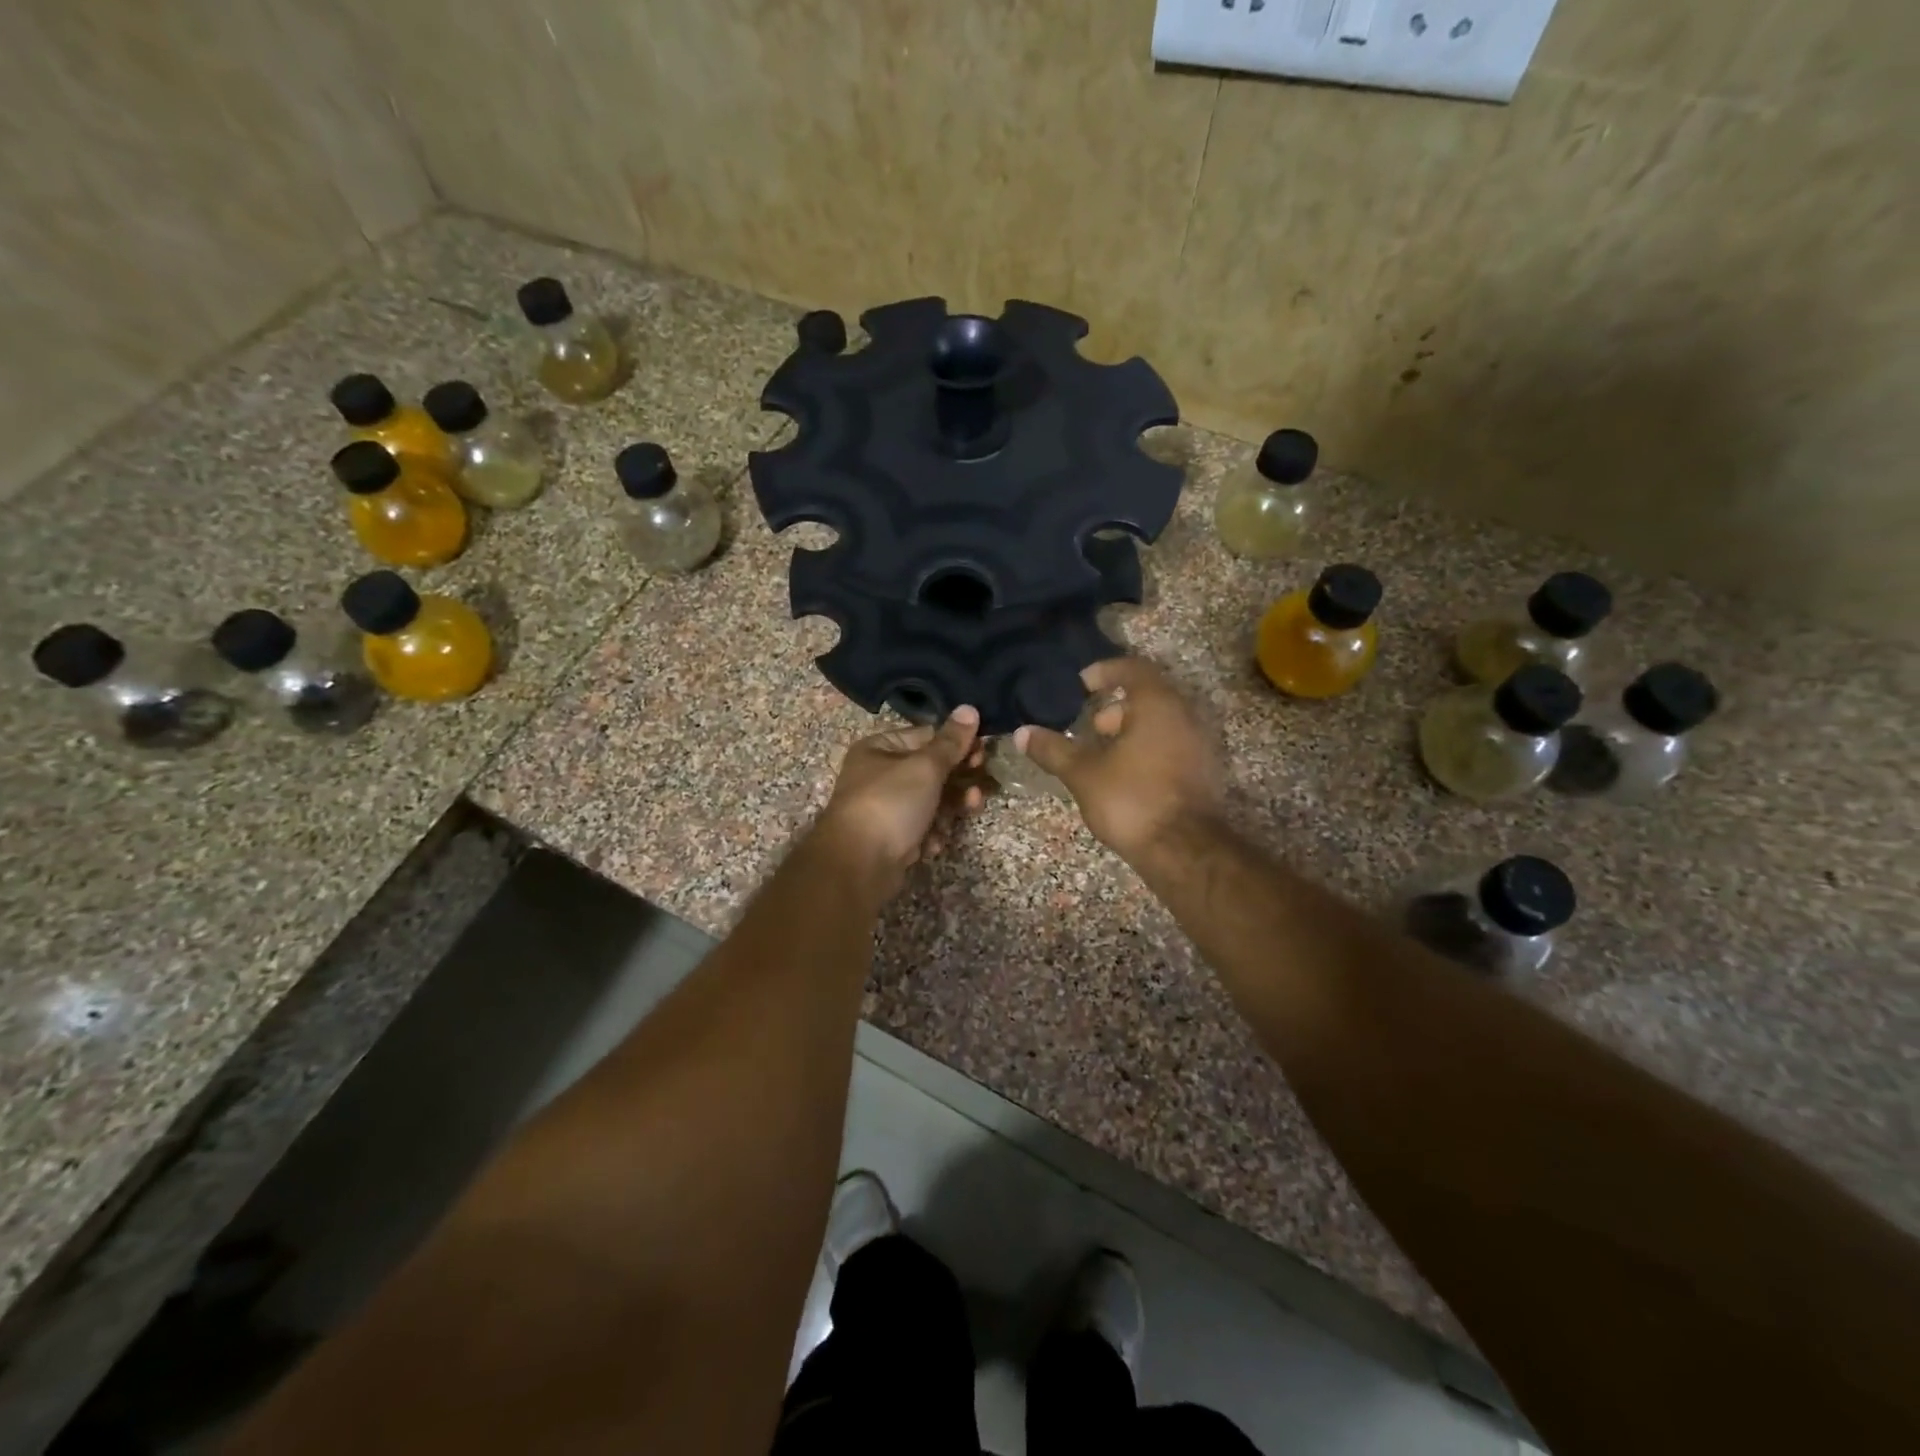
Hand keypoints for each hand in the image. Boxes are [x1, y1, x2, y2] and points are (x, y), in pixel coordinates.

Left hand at [814, 707, 985, 900]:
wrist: (858, 865)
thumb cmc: (890, 804)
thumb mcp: (925, 767)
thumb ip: (950, 742)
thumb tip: (969, 708)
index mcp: (879, 748)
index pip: (926, 736)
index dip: (956, 744)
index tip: (983, 753)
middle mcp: (878, 775)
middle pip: (930, 771)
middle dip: (959, 779)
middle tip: (981, 786)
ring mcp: (884, 809)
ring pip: (929, 801)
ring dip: (951, 807)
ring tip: (971, 809)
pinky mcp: (891, 838)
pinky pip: (920, 828)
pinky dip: (932, 833)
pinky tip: (933, 842)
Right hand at [1015, 657, 1224, 863]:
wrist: (1185, 851)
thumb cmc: (1131, 799)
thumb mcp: (1083, 773)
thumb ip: (1053, 749)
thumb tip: (1022, 733)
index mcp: (1158, 704)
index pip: (1133, 668)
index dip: (1105, 672)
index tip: (1081, 685)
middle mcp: (1185, 716)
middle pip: (1150, 696)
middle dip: (1116, 708)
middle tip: (1090, 726)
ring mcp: (1200, 745)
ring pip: (1162, 724)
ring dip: (1131, 731)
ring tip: (1102, 755)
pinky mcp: (1203, 773)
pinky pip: (1172, 746)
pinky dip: (1148, 750)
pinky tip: (1125, 777)